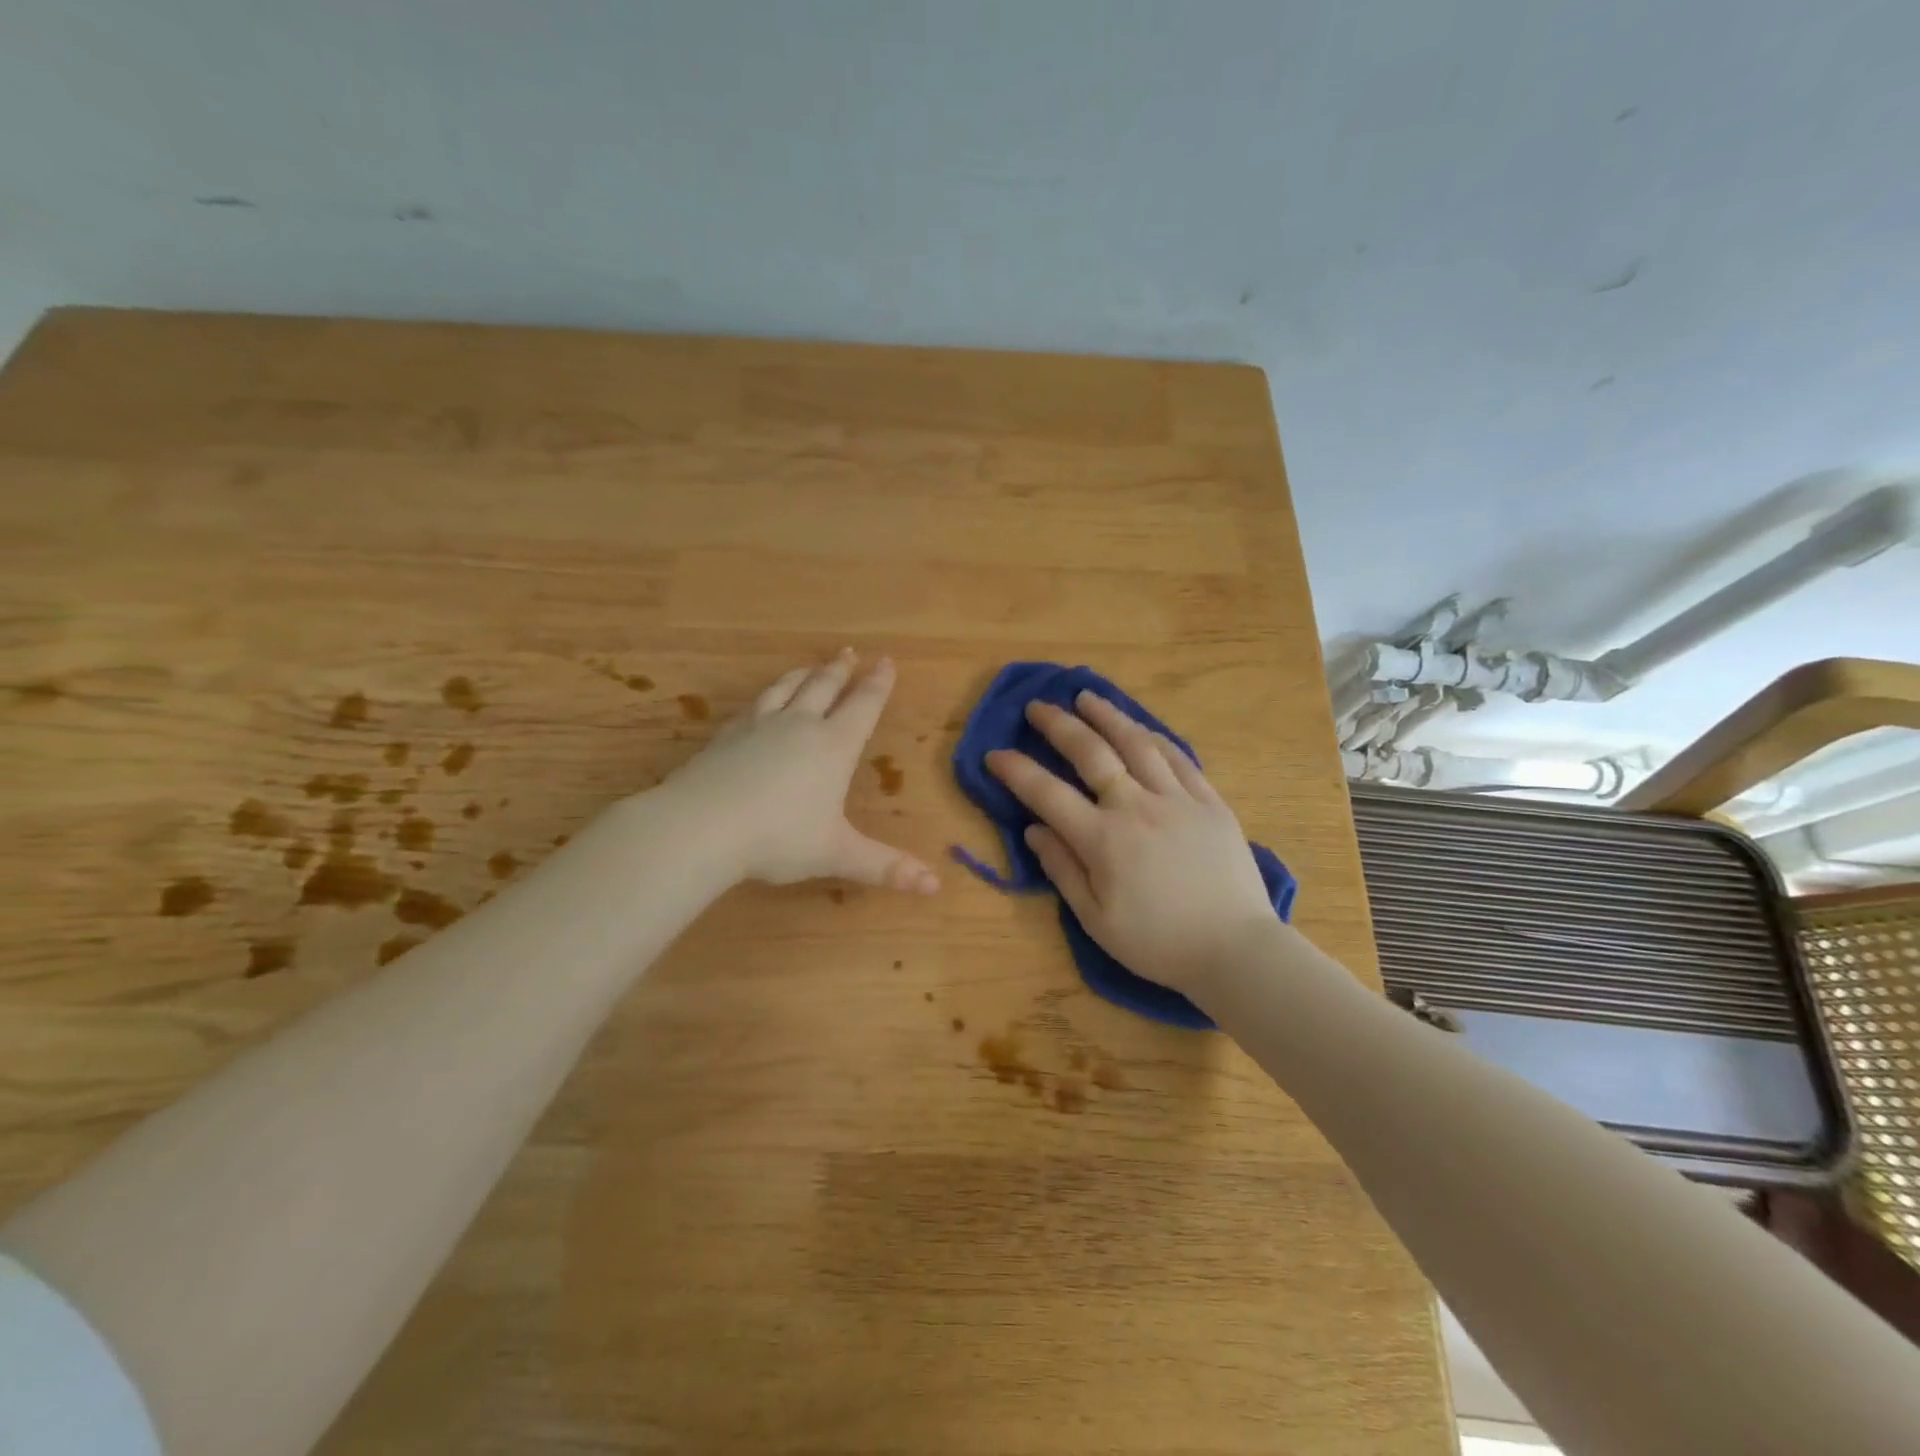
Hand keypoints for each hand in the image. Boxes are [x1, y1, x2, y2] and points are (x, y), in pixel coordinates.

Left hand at [658, 650, 939, 893]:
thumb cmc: (778, 839)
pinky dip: (766, 695)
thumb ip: (885, 867)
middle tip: (850, 652)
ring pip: (786, 688)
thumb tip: (936, 886)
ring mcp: (758, 727)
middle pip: (824, 687)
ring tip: (810, 665)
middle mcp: (798, 726)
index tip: (886, 661)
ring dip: (803, 674)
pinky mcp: (725, 736)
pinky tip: (761, 702)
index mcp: (833, 747)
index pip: (863, 706)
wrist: (699, 827)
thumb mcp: (837, 854)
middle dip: (841, 670)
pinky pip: (753, 705)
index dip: (878, 684)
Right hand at [985, 692, 1274, 989]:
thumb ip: (1062, 869)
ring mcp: (1177, 799)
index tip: (994, 753)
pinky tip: (1141, 729)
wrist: (1235, 950)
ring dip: (1107, 715)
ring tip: (1087, 697)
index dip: (1016, 770)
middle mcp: (1136, 806)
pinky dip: (1154, 738)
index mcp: (1103, 839)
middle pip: (1090, 752)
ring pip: (1136, 743)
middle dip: (1058, 725)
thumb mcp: (1096, 919)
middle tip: (1038, 706)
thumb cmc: (1158, 943)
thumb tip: (1033, 830)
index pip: (1047, 793)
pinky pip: (1178, 757)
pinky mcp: (1209, 802)